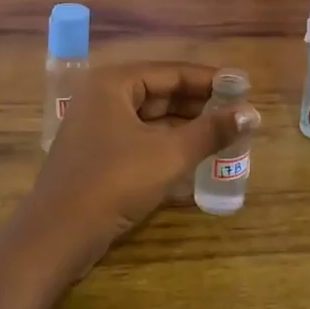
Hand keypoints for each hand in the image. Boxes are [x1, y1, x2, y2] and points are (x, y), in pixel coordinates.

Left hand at [23, 62, 257, 268]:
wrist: (57, 237)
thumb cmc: (114, 182)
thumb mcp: (169, 154)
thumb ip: (211, 131)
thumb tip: (252, 114)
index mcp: (114, 84)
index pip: (171, 72)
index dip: (209, 79)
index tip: (243, 86)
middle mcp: (103, 99)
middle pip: (160, 93)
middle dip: (199, 104)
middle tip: (238, 113)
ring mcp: (97, 129)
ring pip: (151, 120)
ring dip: (186, 127)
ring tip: (224, 135)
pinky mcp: (98, 158)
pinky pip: (141, 141)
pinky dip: (168, 146)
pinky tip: (196, 158)